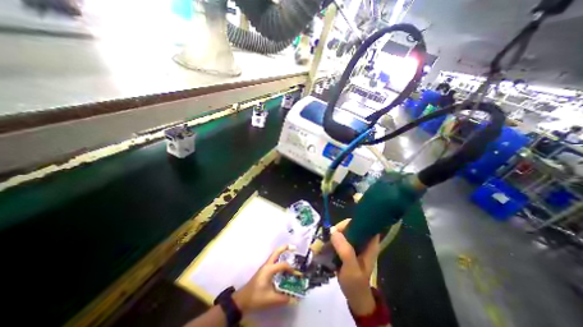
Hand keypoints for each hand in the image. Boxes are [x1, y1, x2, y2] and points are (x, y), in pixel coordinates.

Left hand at [233, 245, 295, 313]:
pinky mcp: (264, 270)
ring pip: (274, 255)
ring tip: (290, 252)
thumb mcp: (270, 299)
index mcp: (269, 269)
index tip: (297, 274)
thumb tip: (294, 299)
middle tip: (293, 247)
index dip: (291, 268)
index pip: (282, 265)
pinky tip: (283, 264)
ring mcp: (265, 267)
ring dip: (282, 252)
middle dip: (285, 248)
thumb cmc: (256, 297)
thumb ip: (283, 298)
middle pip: (276, 252)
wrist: (242, 300)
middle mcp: (267, 265)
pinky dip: (279, 259)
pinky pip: (273, 261)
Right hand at [333, 219, 378, 315]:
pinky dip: (332, 239)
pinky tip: (326, 245)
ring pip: (344, 231)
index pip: (364, 224)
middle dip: (339, 229)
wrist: (354, 296)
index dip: (352, 223)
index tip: (340, 230)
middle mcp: (363, 241)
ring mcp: (355, 244)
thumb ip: (345, 250)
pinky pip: (339, 238)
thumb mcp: (352, 269)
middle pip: (351, 225)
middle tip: (330, 238)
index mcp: (370, 244)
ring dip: (334, 234)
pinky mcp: (348, 247)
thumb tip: (333, 231)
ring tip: (326, 242)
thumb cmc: (356, 283)